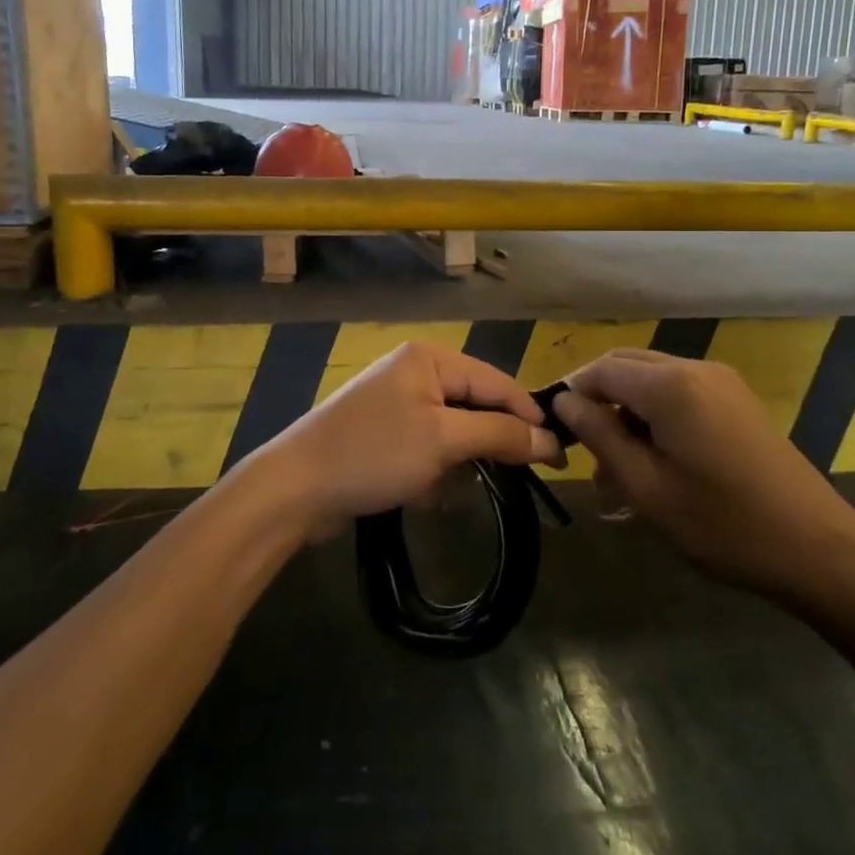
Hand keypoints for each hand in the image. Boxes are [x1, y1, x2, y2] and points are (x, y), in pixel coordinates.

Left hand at [235, 343, 559, 530]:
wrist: (294, 488)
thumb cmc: (373, 454)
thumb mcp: (443, 441)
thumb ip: (499, 434)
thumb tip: (549, 440)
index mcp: (428, 358)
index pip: (496, 381)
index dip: (529, 416)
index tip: (560, 454)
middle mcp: (413, 372)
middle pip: (474, 404)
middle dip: (489, 444)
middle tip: (517, 477)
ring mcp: (394, 403)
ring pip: (452, 430)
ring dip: (459, 463)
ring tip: (453, 489)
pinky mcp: (381, 433)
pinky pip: (426, 447)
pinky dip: (433, 470)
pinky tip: (425, 495)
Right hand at [552, 349, 854, 604]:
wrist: (818, 549)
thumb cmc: (723, 525)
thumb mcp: (647, 487)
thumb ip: (599, 436)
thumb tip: (563, 402)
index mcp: (670, 385)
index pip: (600, 370)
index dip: (571, 395)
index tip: (557, 435)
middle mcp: (694, 369)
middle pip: (625, 367)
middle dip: (599, 403)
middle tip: (585, 455)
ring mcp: (721, 382)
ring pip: (651, 381)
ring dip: (626, 414)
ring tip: (618, 473)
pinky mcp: (736, 400)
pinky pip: (680, 394)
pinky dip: (656, 418)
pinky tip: (655, 464)